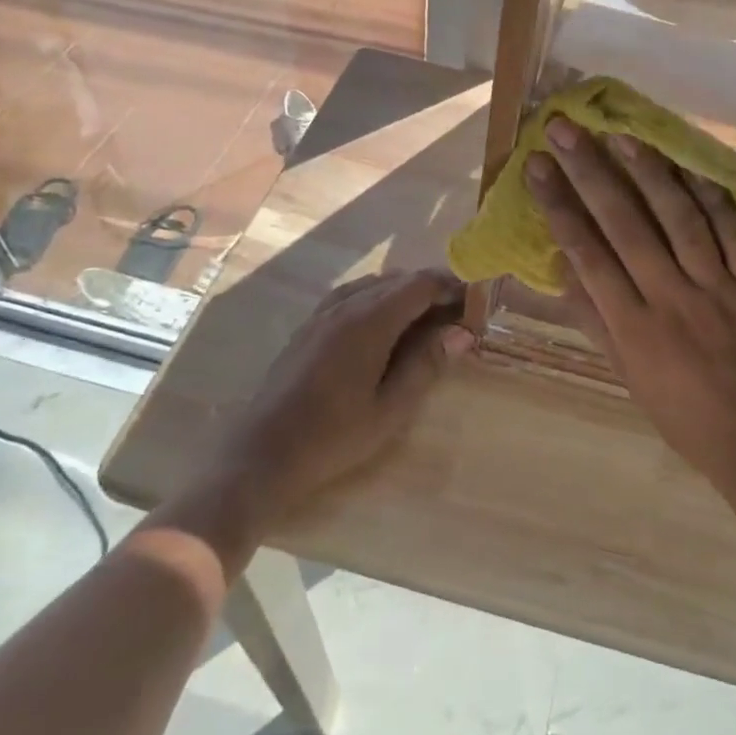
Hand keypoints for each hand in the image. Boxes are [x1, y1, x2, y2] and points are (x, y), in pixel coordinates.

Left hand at [185, 270, 473, 547]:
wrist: (261, 455)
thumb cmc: (332, 438)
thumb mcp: (389, 409)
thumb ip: (426, 365)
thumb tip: (462, 333)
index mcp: (369, 321)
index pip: (420, 284)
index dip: (451, 286)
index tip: (474, 302)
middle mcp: (346, 305)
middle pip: (399, 279)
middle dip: (432, 288)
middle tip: (457, 314)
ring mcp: (323, 312)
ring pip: (375, 284)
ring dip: (405, 292)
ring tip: (427, 317)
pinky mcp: (309, 325)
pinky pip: (352, 294)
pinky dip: (378, 297)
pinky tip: (385, 322)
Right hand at [524, 120, 735, 502]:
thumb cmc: (683, 415)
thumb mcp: (626, 375)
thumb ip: (593, 317)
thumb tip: (560, 261)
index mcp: (634, 329)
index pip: (587, 254)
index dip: (559, 206)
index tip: (537, 165)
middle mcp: (672, 302)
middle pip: (625, 226)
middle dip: (591, 173)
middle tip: (565, 129)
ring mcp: (721, 291)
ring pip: (680, 220)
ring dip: (649, 173)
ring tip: (621, 134)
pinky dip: (714, 197)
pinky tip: (691, 165)